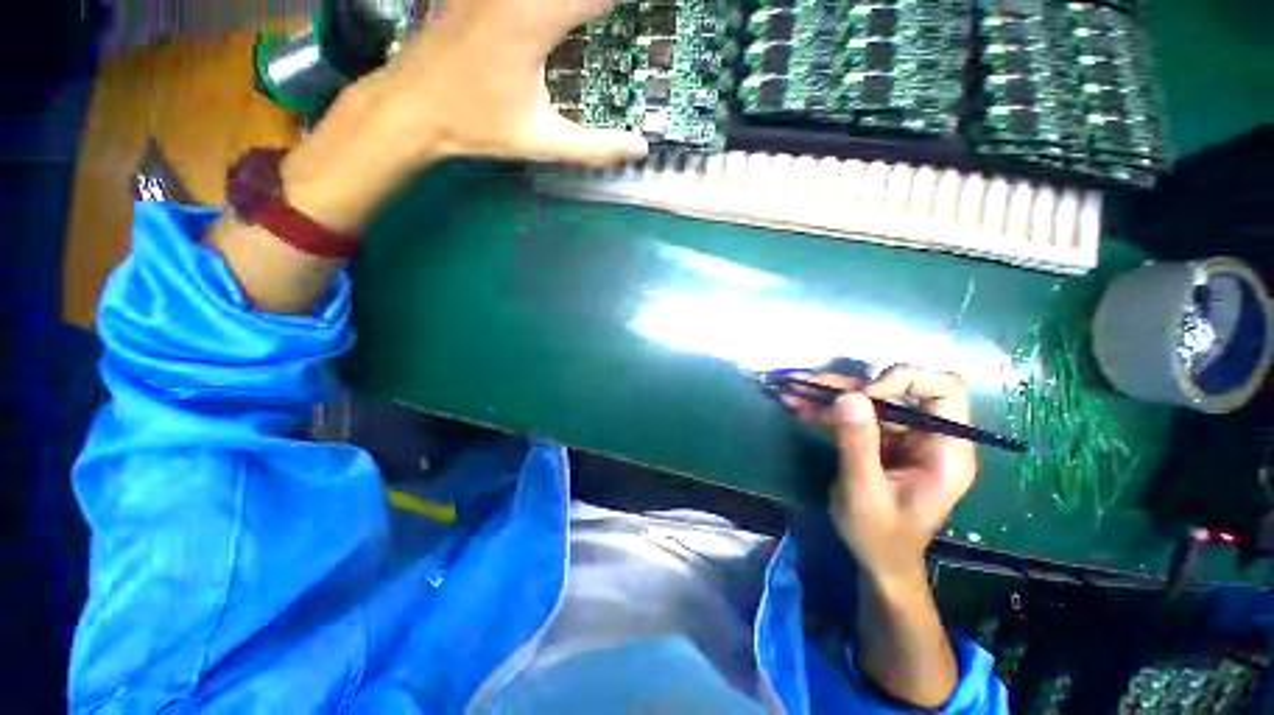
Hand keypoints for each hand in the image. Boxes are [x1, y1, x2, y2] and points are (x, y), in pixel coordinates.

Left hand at [280, 0, 647, 233]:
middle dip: (596, 4)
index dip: (622, 1)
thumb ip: (596, 147)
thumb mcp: (543, 142)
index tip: (647, 11)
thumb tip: (640, 148)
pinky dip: (554, 7)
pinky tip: (557, 17)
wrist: (412, 106)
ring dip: (576, 4)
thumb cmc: (478, 125)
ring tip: (592, 17)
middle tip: (611, 17)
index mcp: (535, 19)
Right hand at [785, 366, 976, 582]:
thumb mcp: (864, 492)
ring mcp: (902, 436)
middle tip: (807, 385)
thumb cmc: (879, 536)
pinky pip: (853, 415)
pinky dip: (825, 409)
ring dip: (828, 394)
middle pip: (895, 390)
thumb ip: (858, 444)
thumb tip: (850, 395)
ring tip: (791, 391)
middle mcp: (927, 435)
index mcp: (945, 450)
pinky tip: (797, 407)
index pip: (944, 389)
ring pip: (868, 399)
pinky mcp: (880, 440)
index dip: (905, 380)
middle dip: (848, 386)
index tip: (864, 395)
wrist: (877, 560)